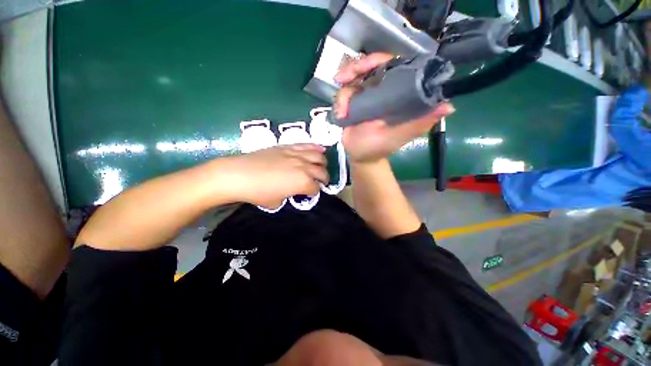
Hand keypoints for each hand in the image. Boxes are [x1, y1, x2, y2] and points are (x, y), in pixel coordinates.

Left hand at [229, 144, 328, 208]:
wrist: (239, 174)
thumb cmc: (258, 192)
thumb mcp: (277, 202)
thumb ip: (289, 195)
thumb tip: (291, 191)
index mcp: (303, 183)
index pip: (316, 188)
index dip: (315, 192)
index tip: (310, 193)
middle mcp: (304, 167)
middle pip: (321, 172)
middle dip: (324, 178)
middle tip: (321, 181)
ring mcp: (297, 155)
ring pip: (318, 156)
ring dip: (323, 163)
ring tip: (321, 166)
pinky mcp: (288, 147)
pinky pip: (307, 145)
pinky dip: (316, 148)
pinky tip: (320, 149)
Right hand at [334, 53, 454, 162]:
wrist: (361, 157)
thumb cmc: (380, 148)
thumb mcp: (399, 136)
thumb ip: (419, 123)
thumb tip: (448, 106)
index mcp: (395, 94)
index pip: (391, 67)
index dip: (379, 60)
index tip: (367, 64)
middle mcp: (380, 91)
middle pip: (369, 67)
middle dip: (355, 68)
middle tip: (342, 78)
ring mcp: (364, 96)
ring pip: (353, 79)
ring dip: (344, 90)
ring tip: (341, 108)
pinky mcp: (351, 104)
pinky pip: (343, 95)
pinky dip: (339, 102)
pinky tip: (340, 115)